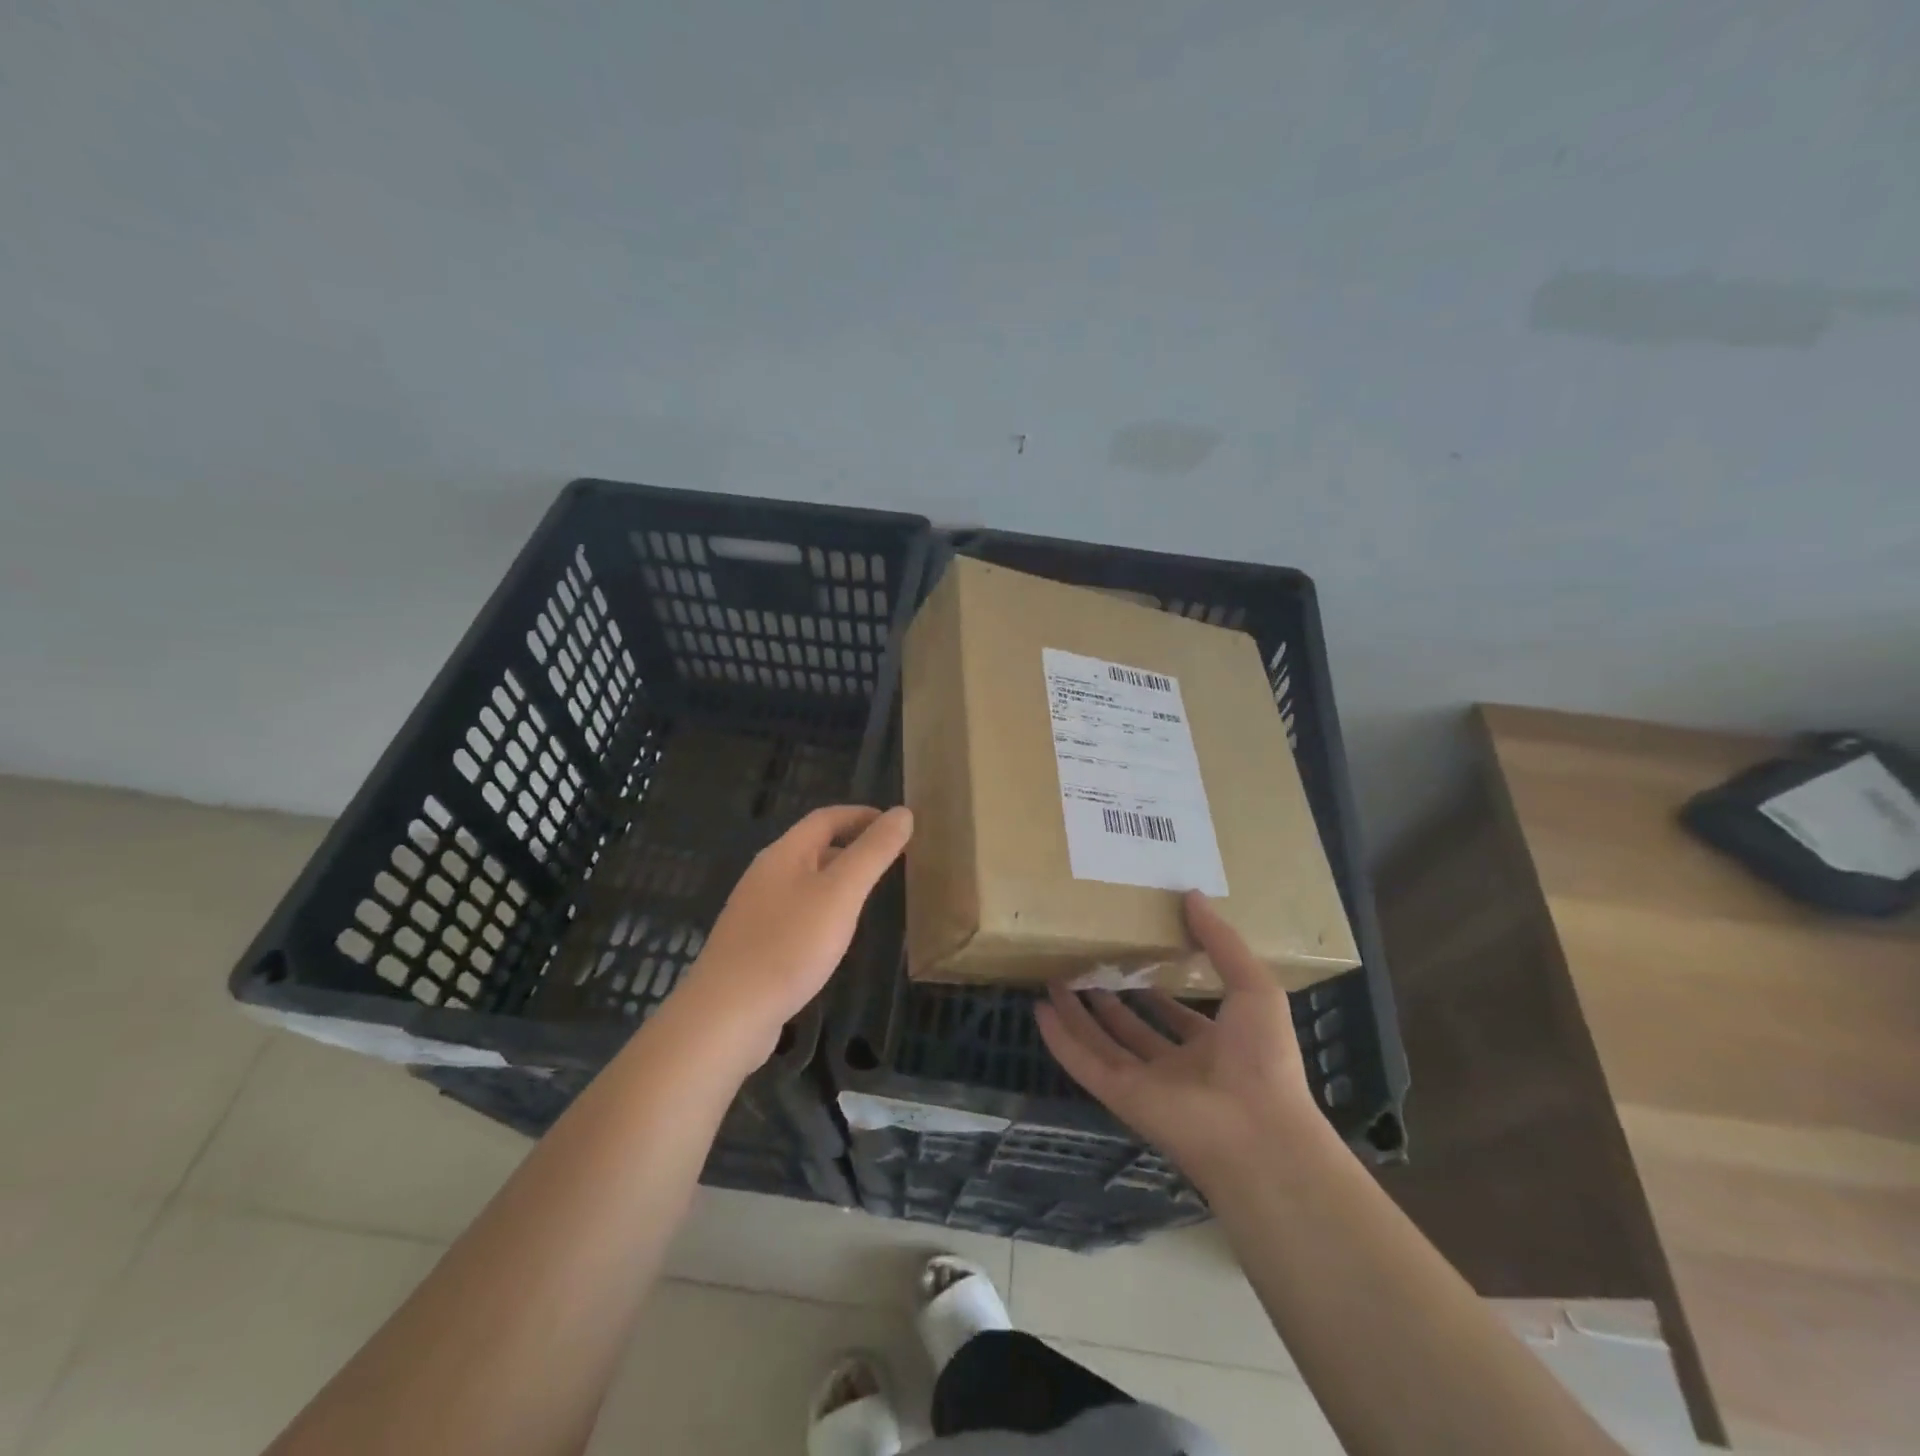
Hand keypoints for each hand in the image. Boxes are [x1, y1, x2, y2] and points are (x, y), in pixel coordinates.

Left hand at [679, 805, 911, 1062]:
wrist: (726, 1015)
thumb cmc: (789, 946)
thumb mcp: (841, 894)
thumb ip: (873, 853)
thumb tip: (903, 812)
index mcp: (783, 855)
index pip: (825, 818)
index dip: (861, 815)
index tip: (896, 824)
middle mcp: (765, 875)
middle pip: (812, 847)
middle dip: (851, 846)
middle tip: (890, 860)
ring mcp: (756, 912)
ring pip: (804, 882)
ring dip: (837, 880)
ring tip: (869, 895)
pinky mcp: (753, 945)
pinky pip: (795, 913)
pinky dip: (822, 911)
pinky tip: (834, 936)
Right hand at [1035, 891, 1330, 1186]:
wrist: (1257, 1132)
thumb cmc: (1263, 1057)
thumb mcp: (1254, 986)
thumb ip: (1221, 941)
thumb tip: (1191, 895)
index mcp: (1213, 1045)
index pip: (1176, 1015)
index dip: (1155, 990)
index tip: (1133, 959)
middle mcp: (1176, 1066)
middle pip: (1132, 1028)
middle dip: (1108, 999)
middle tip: (1084, 964)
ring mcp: (1145, 1083)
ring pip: (1101, 1043)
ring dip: (1077, 1014)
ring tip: (1053, 980)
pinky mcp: (1120, 1096)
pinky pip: (1083, 1063)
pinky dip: (1060, 1039)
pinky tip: (1041, 1011)